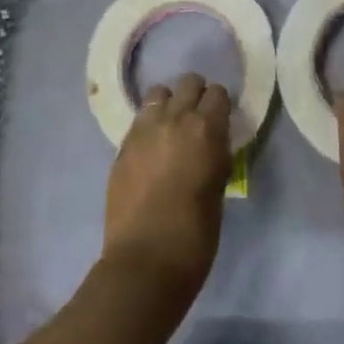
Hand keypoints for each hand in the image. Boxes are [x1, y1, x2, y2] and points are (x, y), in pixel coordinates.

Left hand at [103, 73, 231, 296]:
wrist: (146, 260)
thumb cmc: (195, 233)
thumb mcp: (219, 188)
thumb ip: (215, 156)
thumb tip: (213, 144)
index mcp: (206, 128)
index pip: (218, 93)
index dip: (220, 105)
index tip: (221, 120)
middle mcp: (174, 118)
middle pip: (188, 82)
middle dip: (195, 95)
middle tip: (197, 119)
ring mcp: (144, 129)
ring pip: (158, 93)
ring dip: (168, 104)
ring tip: (171, 127)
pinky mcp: (122, 145)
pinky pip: (139, 119)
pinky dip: (148, 124)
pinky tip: (151, 147)